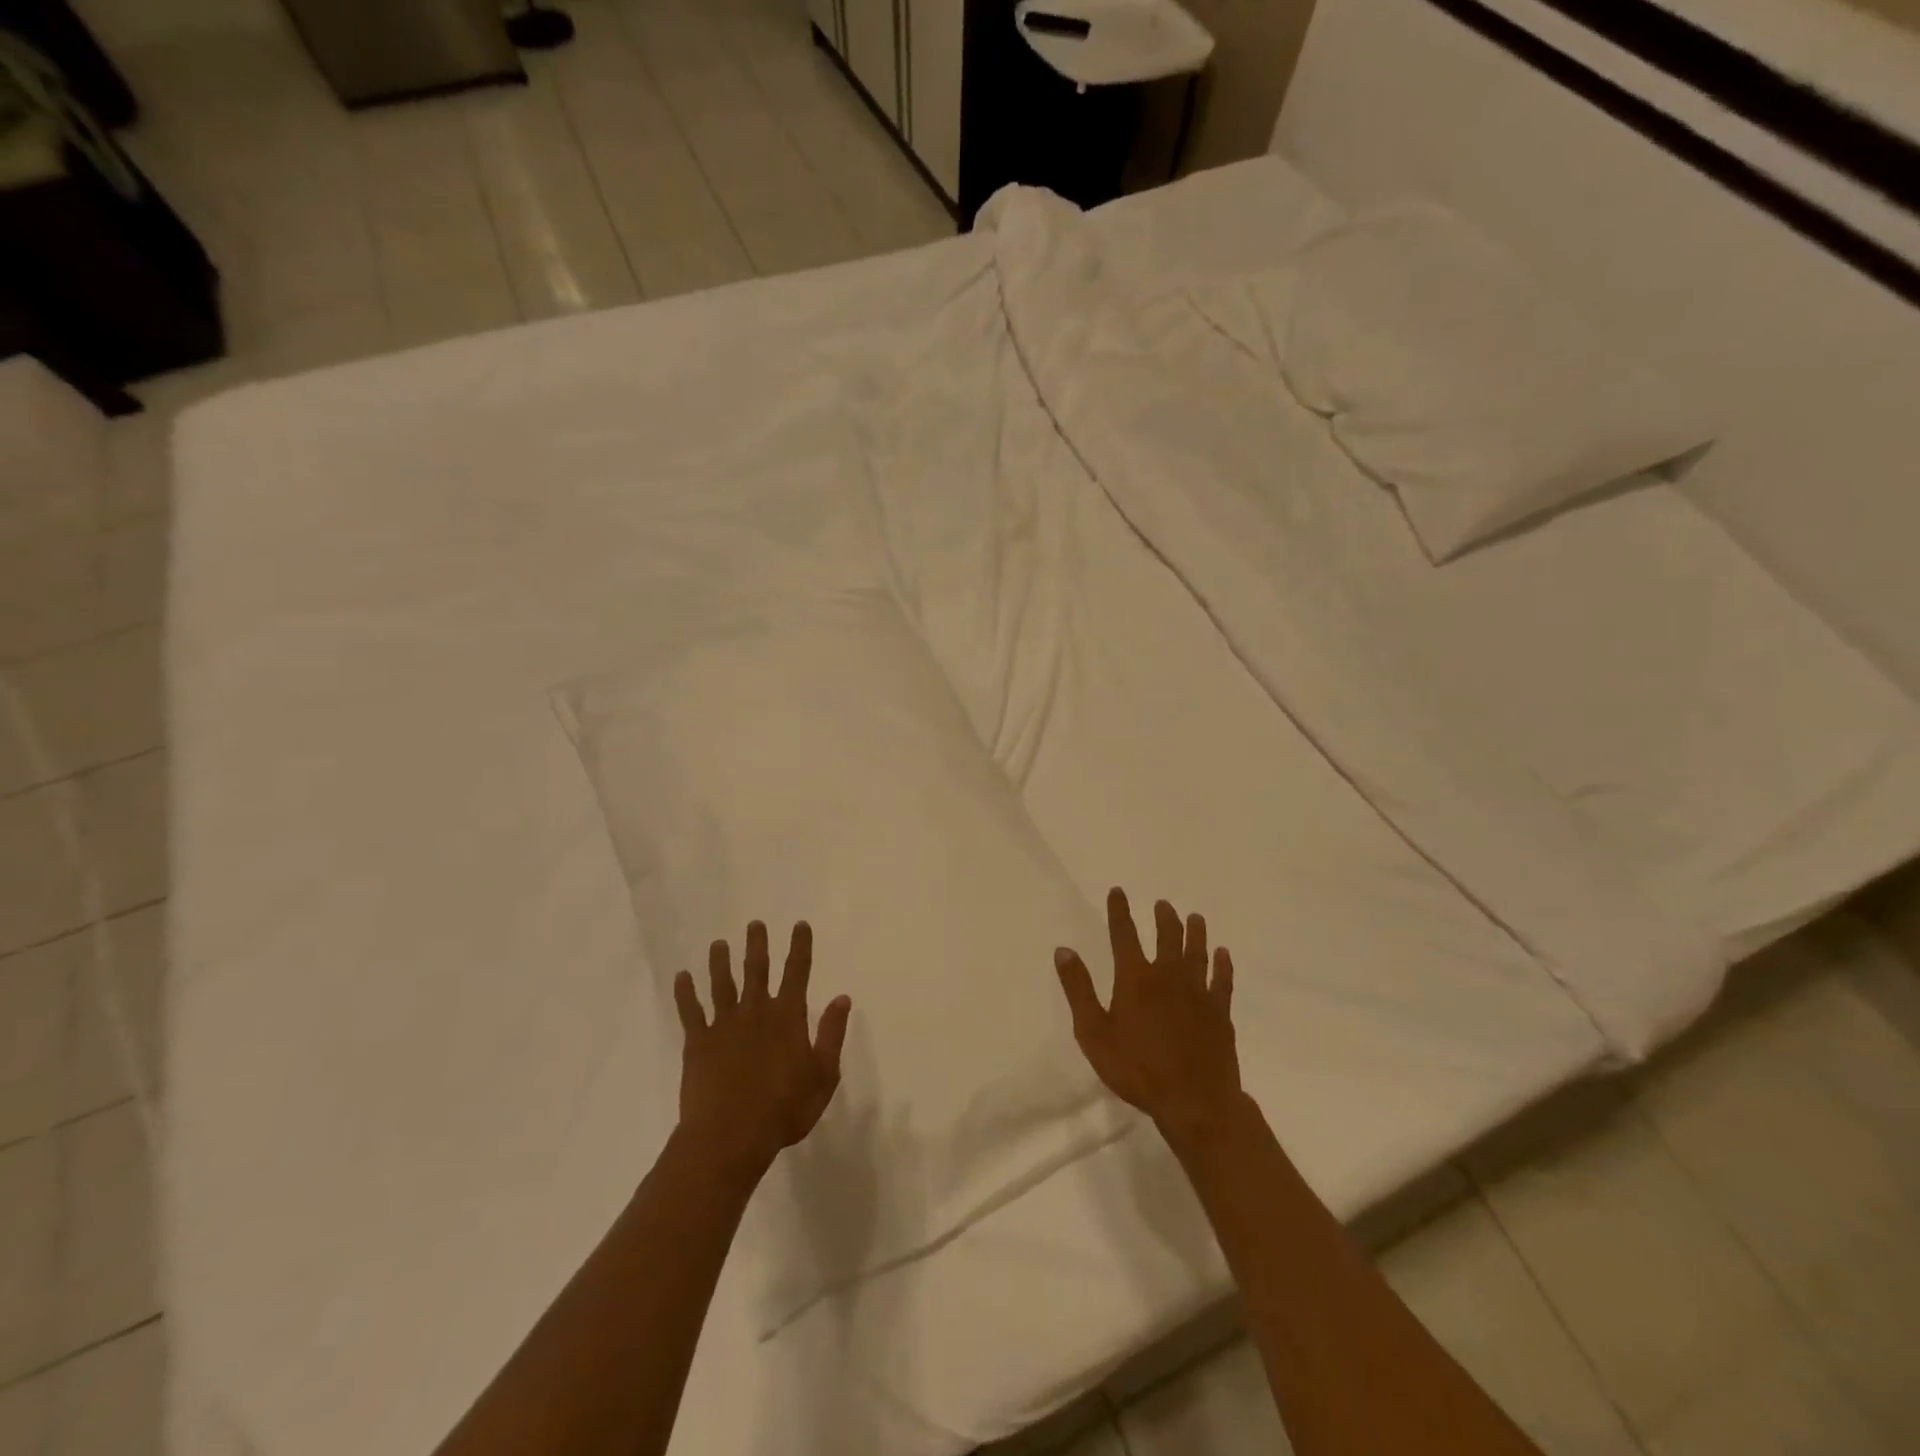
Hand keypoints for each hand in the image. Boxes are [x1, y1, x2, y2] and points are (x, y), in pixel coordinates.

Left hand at [674, 920, 852, 1179]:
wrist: (730, 1136)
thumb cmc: (784, 1109)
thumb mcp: (823, 1075)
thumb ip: (831, 1034)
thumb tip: (842, 998)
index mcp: (788, 1016)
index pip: (797, 972)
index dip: (800, 947)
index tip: (799, 925)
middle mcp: (756, 1011)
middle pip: (756, 969)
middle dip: (757, 945)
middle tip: (754, 924)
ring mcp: (724, 1025)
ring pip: (722, 984)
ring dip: (720, 962)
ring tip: (718, 944)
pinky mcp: (698, 1043)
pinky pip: (690, 1011)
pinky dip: (685, 992)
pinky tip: (682, 976)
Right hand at [1054, 888, 1241, 1143]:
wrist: (1194, 1101)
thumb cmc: (1137, 1069)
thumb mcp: (1093, 1033)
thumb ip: (1078, 989)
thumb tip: (1064, 950)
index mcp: (1135, 978)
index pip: (1124, 935)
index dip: (1119, 911)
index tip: (1118, 891)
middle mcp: (1168, 976)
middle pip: (1167, 938)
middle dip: (1164, 918)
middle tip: (1164, 904)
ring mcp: (1198, 993)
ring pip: (1197, 953)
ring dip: (1195, 933)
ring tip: (1195, 918)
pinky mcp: (1219, 1012)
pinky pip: (1222, 980)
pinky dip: (1222, 965)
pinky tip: (1223, 954)